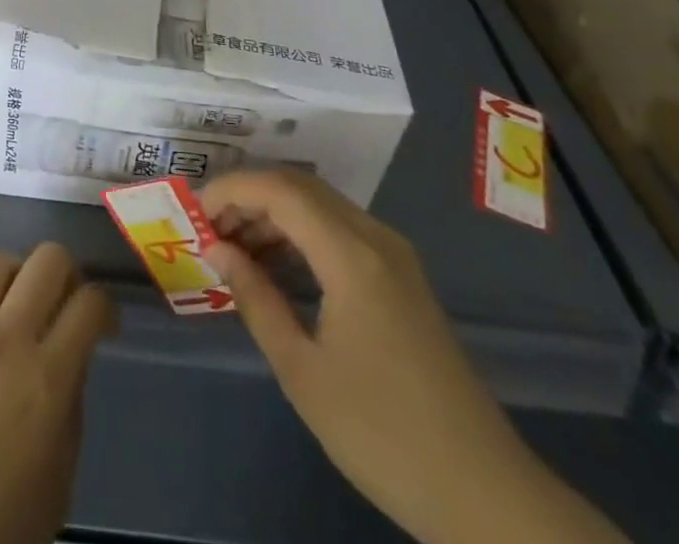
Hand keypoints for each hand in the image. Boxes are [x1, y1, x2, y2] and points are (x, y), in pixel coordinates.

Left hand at [0, 243, 116, 543]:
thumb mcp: (56, 483)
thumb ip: (71, 408)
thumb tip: (73, 358)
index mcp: (47, 380)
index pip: (89, 304)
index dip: (105, 307)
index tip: (104, 327)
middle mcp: (7, 340)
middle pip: (48, 260)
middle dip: (68, 273)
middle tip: (66, 304)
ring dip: (17, 274)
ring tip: (20, 302)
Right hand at [200, 168, 625, 543]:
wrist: (483, 492)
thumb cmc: (382, 433)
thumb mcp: (302, 370)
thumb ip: (256, 298)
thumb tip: (217, 249)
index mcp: (352, 254)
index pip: (281, 190)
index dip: (232, 189)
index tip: (195, 212)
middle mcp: (376, 238)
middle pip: (301, 187)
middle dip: (249, 197)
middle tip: (209, 230)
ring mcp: (394, 255)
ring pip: (321, 205)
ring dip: (274, 214)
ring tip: (234, 248)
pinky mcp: (402, 276)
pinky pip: (340, 230)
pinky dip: (301, 233)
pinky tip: (278, 265)